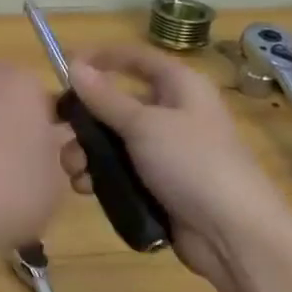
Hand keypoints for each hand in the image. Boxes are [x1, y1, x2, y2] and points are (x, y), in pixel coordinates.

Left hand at [0, 63, 70, 274]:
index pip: (50, 101)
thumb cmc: (12, 187)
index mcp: (19, 82)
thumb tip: (48, 152)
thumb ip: (61, 157)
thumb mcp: (59, 177)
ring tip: (3, 205)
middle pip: (13, 115)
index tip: (67, 169)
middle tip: (39, 189)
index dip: (62, 136)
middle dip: (26, 147)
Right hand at [62, 45, 291, 288]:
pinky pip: (119, 170)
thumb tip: (73, 64)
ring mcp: (165, 151)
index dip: (101, 58)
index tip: (64, 69)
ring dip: (86, 153)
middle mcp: (172, 113)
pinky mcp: (158, 183)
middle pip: (115, 103)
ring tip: (75, 171)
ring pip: (112, 140)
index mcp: (179, 87)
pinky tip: (86, 189)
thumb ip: (104, 97)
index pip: (135, 58)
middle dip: (84, 119)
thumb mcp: (144, 125)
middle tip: (58, 132)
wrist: (233, 233)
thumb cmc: (192, 163)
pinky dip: (99, 176)